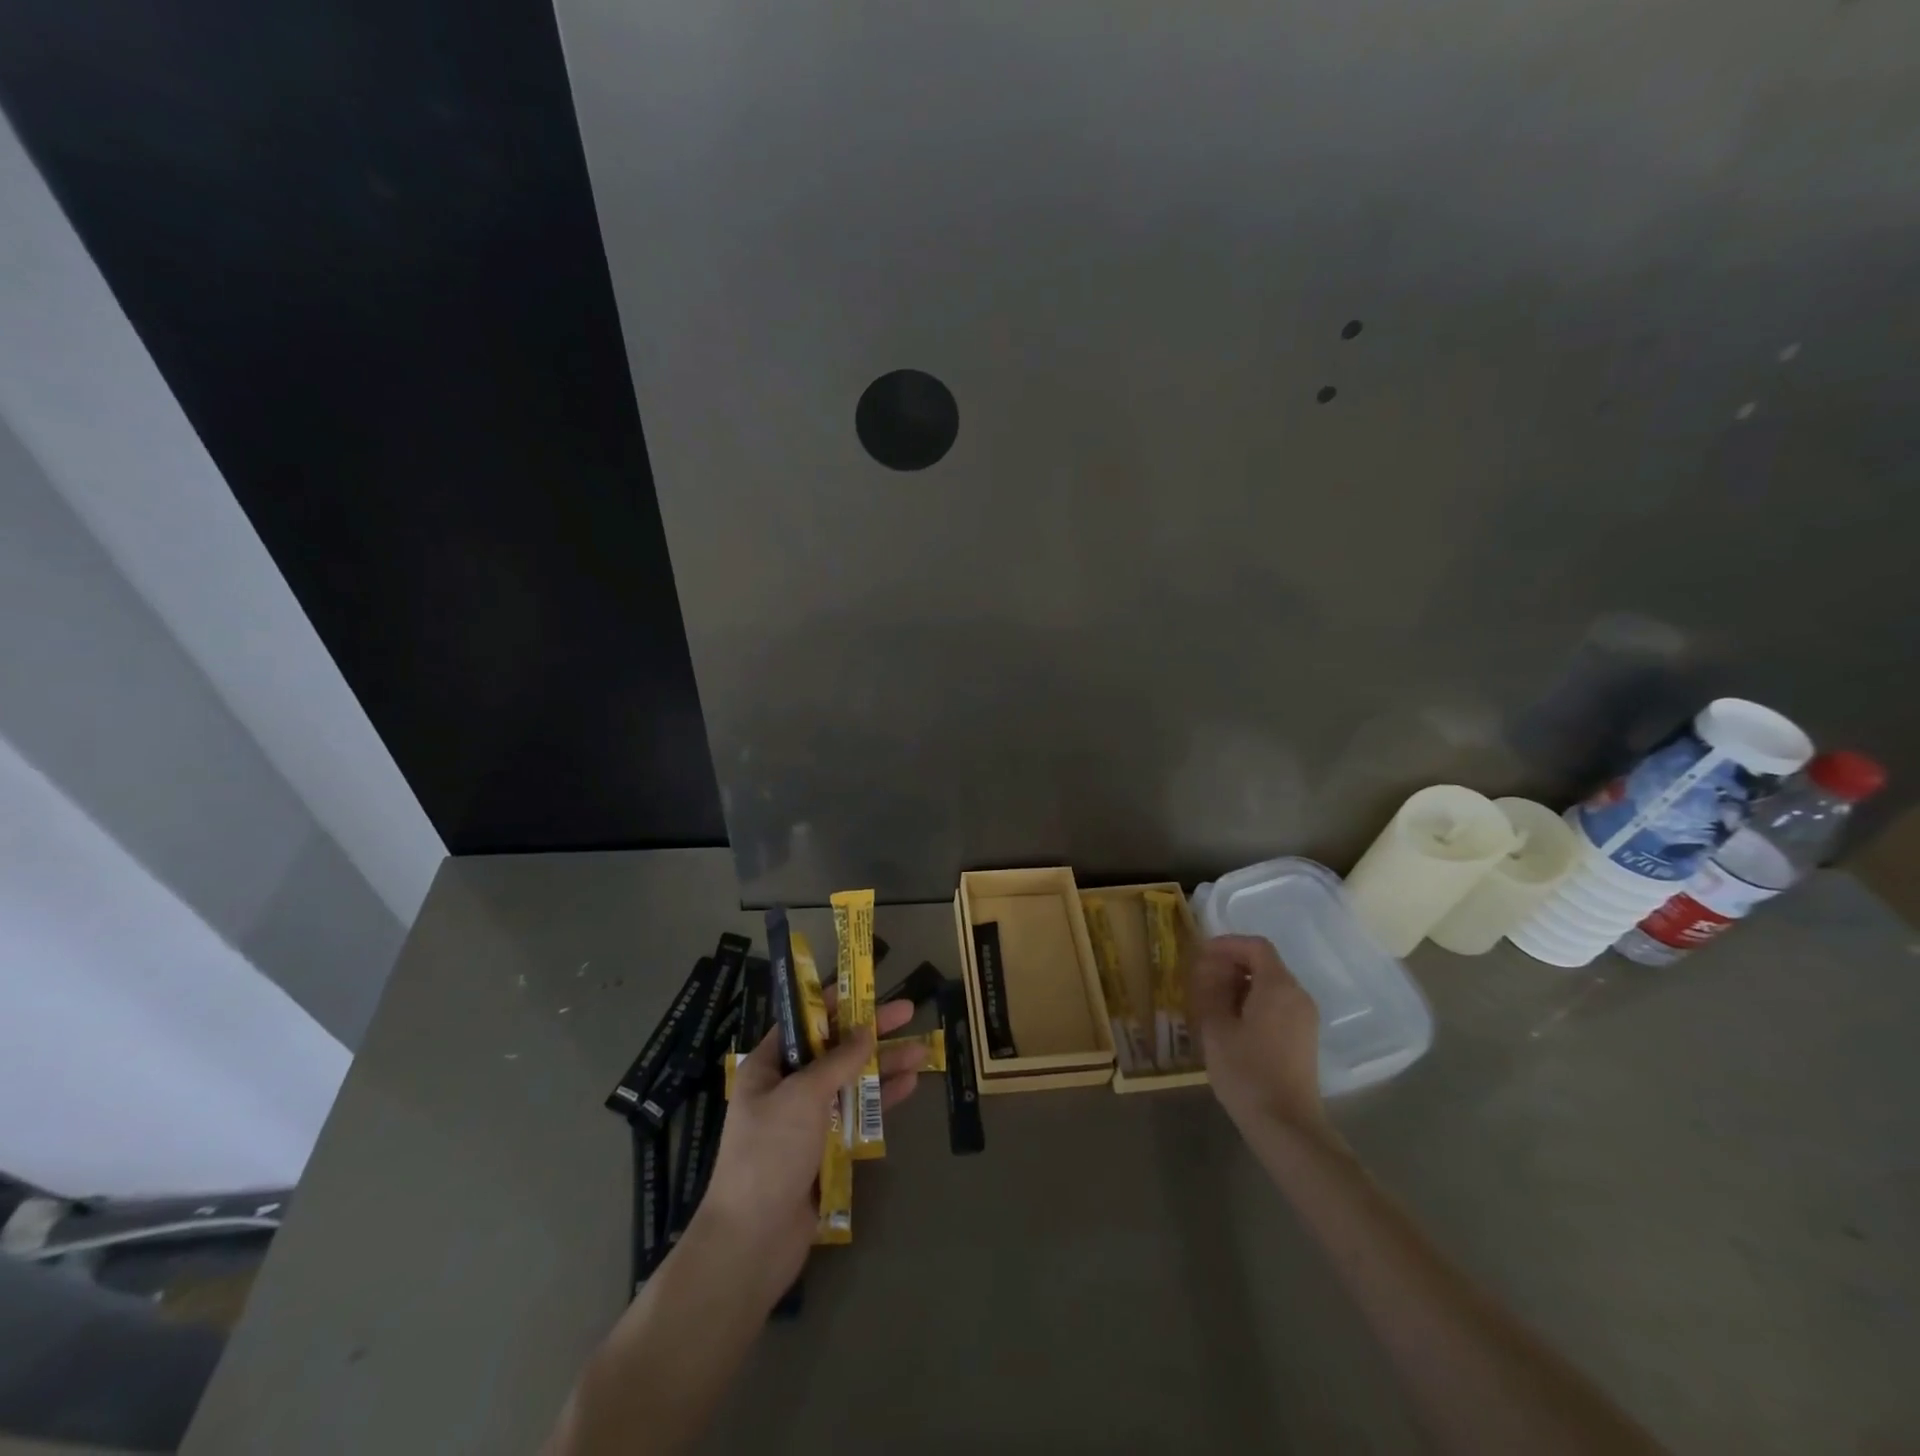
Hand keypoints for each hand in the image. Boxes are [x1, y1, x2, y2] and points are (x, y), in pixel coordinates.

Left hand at [693, 999, 924, 1305]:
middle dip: (871, 1031)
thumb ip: (838, 1060)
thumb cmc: (769, 1153)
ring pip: (851, 1082)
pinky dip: (881, 1100)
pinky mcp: (825, 1150)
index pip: (805, 1022)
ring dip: (884, 1065)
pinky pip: (857, 1115)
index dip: (836, 1002)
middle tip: (909, 1012)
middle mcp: (787, 1087)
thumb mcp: (802, 1096)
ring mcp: (807, 1120)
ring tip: (924, 1051)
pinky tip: (909, 1085)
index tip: (867, 987)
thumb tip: (865, 1030)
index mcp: (769, 1066)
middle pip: (835, 1049)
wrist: (752, 1241)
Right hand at [1187, 934, 1330, 1139]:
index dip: (1227, 944)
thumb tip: (1207, 968)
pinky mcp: (1303, 1037)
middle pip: (1265, 964)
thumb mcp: (1216, 1027)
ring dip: (1241, 984)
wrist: (1286, 1125)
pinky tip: (1231, 1021)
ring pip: (1271, 985)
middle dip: (1231, 964)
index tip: (1200, 954)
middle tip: (1201, 978)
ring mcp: (1304, 1018)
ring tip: (1211, 1000)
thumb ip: (1211, 990)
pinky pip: (1277, 1004)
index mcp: (1278, 986)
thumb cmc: (1246, 1072)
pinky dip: (1253, 1001)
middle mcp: (1298, 995)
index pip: (1255, 946)